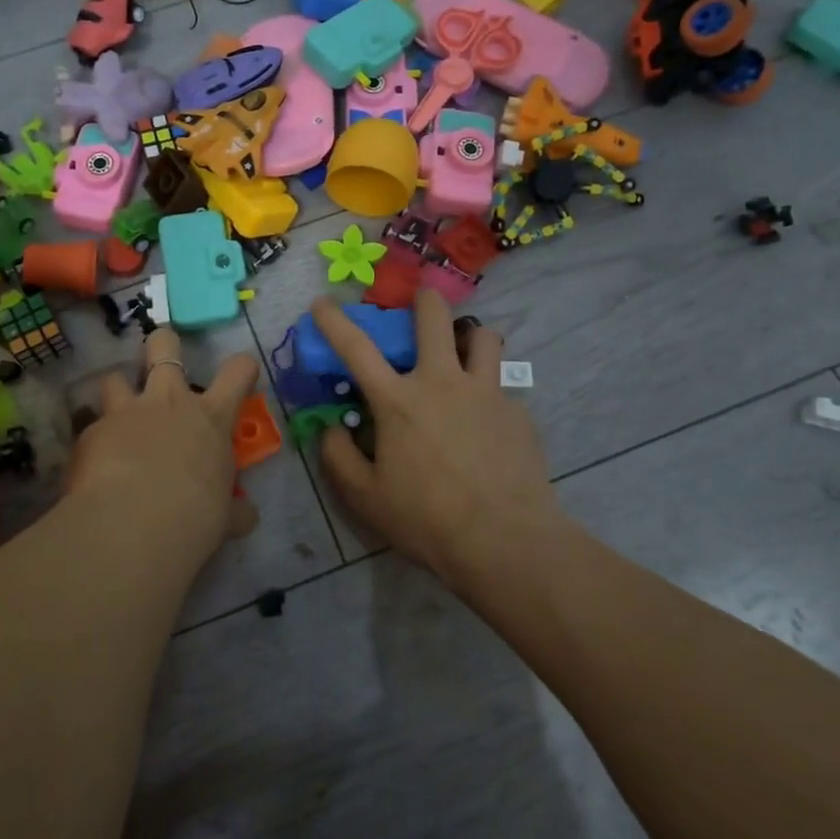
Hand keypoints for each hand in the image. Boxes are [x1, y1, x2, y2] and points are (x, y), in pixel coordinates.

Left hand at [65, 326, 259, 566]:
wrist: (134, 525)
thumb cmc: (194, 517)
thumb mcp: (225, 517)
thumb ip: (234, 510)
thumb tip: (246, 516)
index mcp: (210, 418)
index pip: (237, 373)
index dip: (242, 368)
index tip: (242, 372)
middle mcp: (168, 402)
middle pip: (164, 346)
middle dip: (163, 343)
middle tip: (161, 353)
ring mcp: (125, 412)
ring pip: (114, 378)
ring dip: (117, 390)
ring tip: (116, 411)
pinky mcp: (90, 432)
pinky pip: (90, 427)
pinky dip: (94, 441)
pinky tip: (92, 464)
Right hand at [314, 290, 560, 587]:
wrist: (505, 541)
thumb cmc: (426, 519)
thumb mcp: (365, 497)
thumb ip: (338, 457)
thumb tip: (331, 428)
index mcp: (398, 401)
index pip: (356, 349)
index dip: (334, 321)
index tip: (322, 303)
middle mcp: (442, 382)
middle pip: (434, 318)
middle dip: (425, 299)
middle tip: (423, 297)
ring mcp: (486, 392)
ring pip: (484, 337)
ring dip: (470, 336)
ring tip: (466, 350)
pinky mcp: (517, 412)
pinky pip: (502, 387)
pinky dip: (490, 392)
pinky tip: (489, 423)